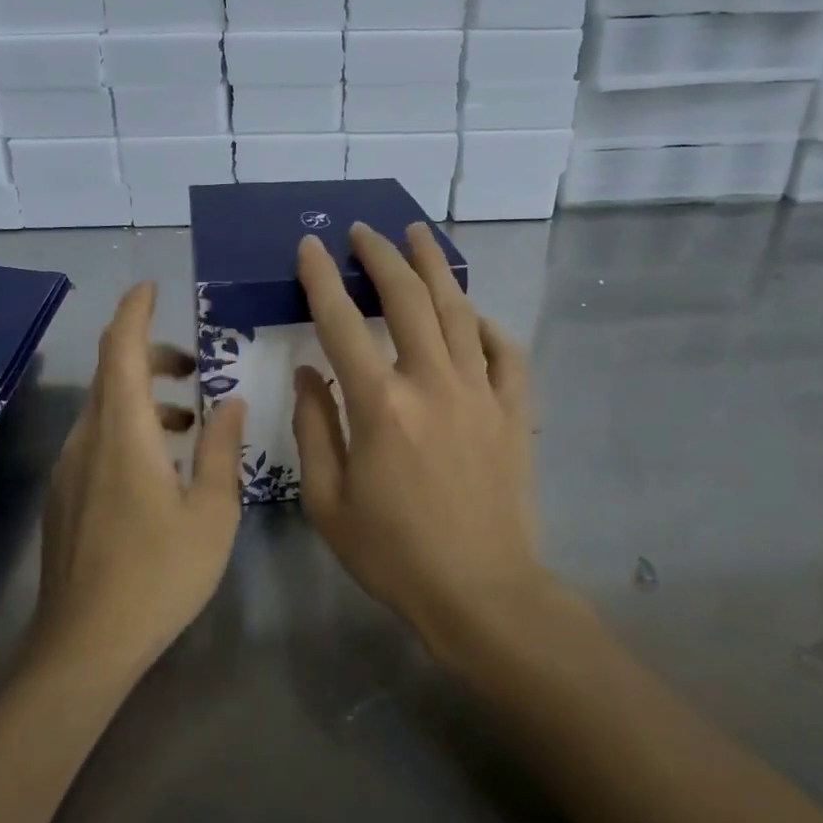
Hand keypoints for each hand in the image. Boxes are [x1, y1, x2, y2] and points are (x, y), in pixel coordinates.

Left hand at [32, 282, 246, 681]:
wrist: (84, 646)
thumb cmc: (158, 575)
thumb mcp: (211, 512)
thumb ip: (222, 449)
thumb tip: (231, 402)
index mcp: (123, 433)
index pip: (121, 349)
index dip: (134, 311)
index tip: (152, 287)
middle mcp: (87, 439)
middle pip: (112, 373)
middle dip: (150, 354)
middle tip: (193, 365)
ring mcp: (69, 468)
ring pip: (104, 407)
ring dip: (143, 396)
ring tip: (188, 418)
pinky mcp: (64, 495)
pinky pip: (96, 438)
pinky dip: (128, 426)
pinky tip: (159, 463)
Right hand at [292, 223, 548, 656]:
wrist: (481, 592)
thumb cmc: (394, 554)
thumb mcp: (328, 502)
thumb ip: (314, 429)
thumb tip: (309, 375)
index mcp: (381, 406)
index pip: (342, 323)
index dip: (322, 279)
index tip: (310, 246)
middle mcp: (432, 384)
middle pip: (408, 299)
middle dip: (381, 256)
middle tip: (364, 230)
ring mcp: (480, 393)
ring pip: (459, 310)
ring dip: (435, 267)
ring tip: (418, 235)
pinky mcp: (513, 411)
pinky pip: (505, 351)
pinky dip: (486, 325)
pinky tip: (472, 314)